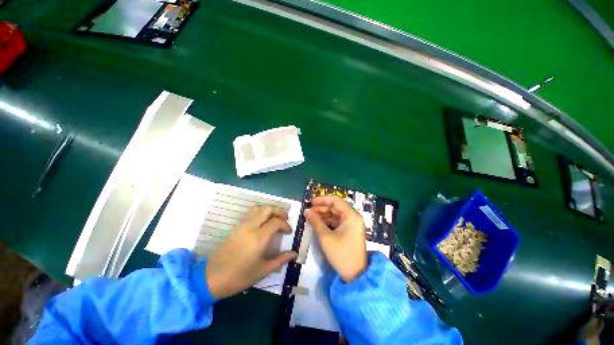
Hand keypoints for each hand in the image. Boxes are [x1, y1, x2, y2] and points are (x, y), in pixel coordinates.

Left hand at [205, 205, 296, 298]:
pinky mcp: (236, 227)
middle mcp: (251, 227)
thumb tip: (294, 253)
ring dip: (269, 210)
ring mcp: (242, 225)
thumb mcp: (263, 270)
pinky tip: (263, 222)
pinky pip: (251, 213)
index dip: (285, 224)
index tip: (289, 232)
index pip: (276, 222)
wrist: (211, 277)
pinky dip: (260, 212)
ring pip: (258, 208)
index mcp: (258, 238)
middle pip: (267, 209)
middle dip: (279, 211)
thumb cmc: (239, 276)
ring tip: (275, 218)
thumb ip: (280, 260)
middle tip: (285, 218)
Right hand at [304, 196, 366, 282]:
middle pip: (336, 207)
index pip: (335, 200)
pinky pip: (338, 221)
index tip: (310, 202)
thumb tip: (306, 211)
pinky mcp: (350, 231)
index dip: (322, 199)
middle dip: (321, 208)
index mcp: (351, 215)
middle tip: (309, 212)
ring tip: (311, 218)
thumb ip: (315, 221)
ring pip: (336, 214)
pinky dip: (328, 221)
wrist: (356, 275)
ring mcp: (352, 224)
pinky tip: (318, 224)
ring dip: (324, 215)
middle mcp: (353, 217)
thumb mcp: (326, 237)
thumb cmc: (341, 254)